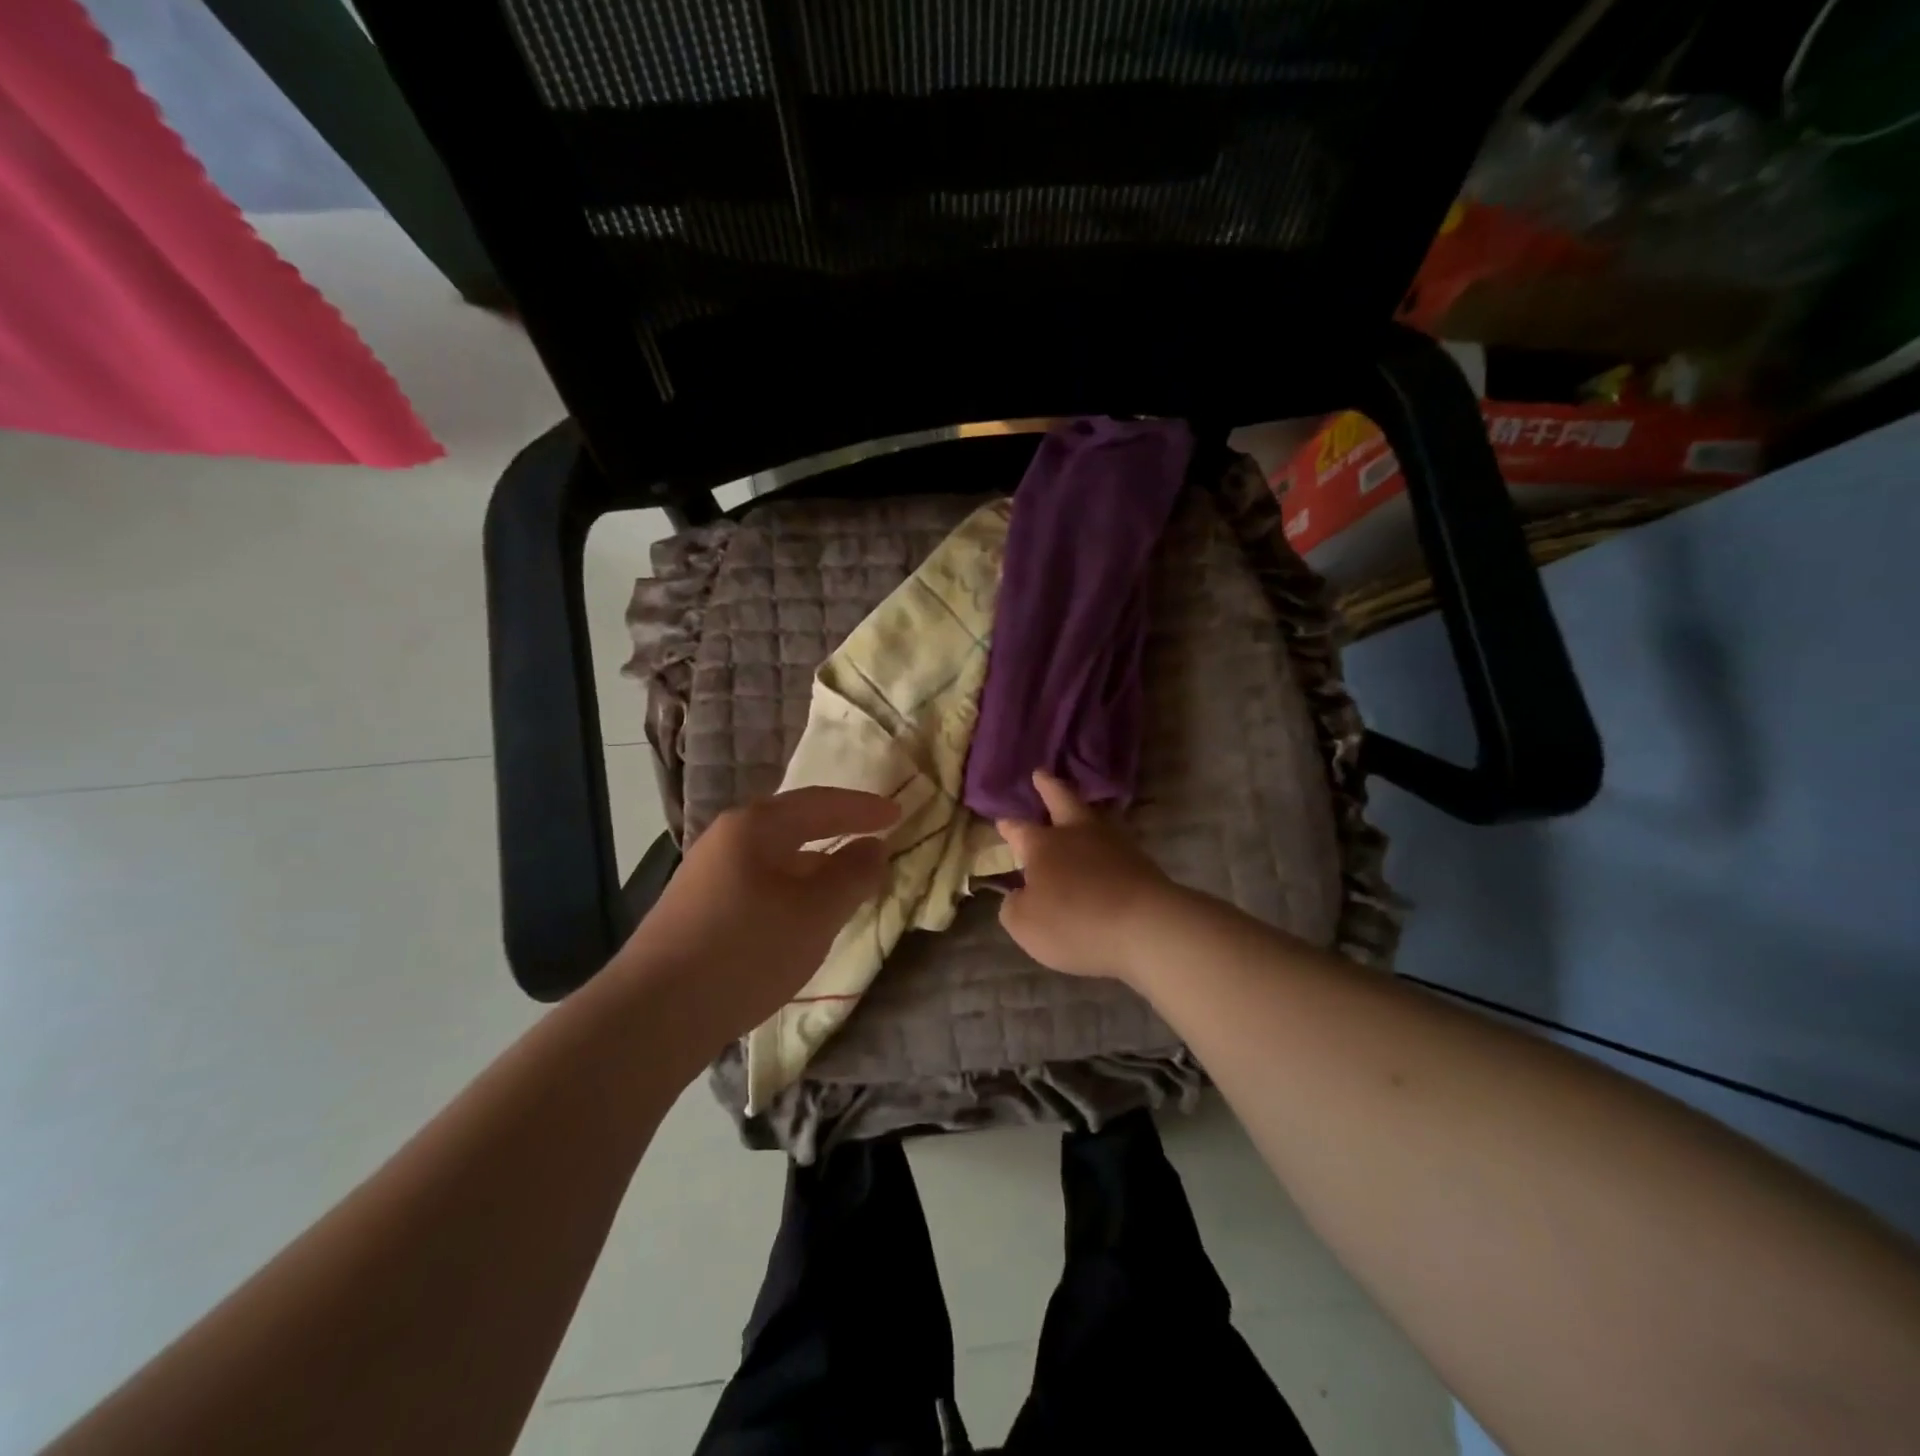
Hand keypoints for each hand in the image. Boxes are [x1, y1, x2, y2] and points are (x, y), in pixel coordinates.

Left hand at [621, 787, 899, 1040]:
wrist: (653, 1015)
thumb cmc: (745, 951)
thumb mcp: (814, 914)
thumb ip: (852, 876)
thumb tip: (874, 847)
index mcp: (755, 827)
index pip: (819, 803)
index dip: (862, 808)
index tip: (898, 813)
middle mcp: (726, 840)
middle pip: (793, 823)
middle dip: (836, 829)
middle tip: (874, 835)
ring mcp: (707, 875)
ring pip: (775, 856)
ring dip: (814, 862)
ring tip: (845, 877)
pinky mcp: (698, 909)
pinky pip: (759, 882)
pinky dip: (791, 887)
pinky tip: (800, 914)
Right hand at [995, 770, 1175, 982]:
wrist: (1145, 926)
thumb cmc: (1074, 922)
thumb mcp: (1026, 925)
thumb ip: (1015, 907)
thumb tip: (1018, 895)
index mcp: (1042, 845)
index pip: (1019, 830)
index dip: (1008, 826)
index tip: (1002, 821)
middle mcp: (1076, 833)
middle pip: (1061, 799)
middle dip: (1048, 787)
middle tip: (1041, 774)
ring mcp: (1112, 843)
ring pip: (1092, 817)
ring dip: (1081, 811)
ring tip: (1076, 811)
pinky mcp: (1140, 861)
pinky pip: (1114, 844)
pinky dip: (1104, 844)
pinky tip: (1103, 851)